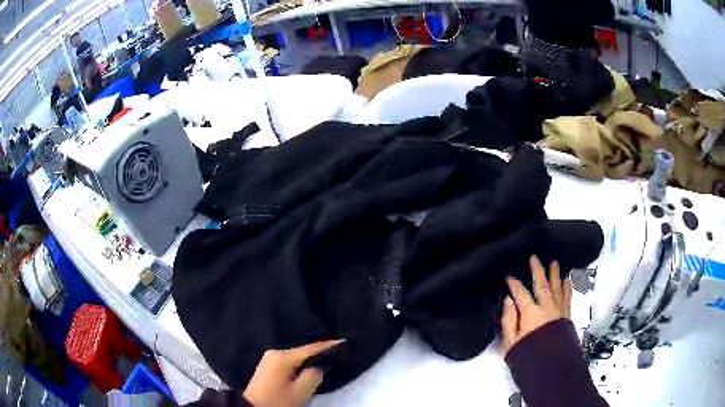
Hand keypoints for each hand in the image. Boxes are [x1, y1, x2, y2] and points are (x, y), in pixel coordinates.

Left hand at [242, 340, 343, 406]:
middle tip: (339, 352)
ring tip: (328, 358)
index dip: (329, 346)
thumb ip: (313, 376)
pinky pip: (290, 360)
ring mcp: (270, 358)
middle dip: (319, 352)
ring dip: (310, 358)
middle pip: (302, 350)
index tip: (345, 341)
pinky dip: (301, 363)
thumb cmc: (277, 401)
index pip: (310, 348)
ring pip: (296, 356)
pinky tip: (310, 366)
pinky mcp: (269, 365)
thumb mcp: (299, 392)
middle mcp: (275, 353)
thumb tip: (318, 367)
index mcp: (282, 357)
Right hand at [501, 255, 571, 354]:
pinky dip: (567, 288)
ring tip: (554, 263)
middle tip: (534, 258)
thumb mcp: (510, 342)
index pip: (520, 293)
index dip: (514, 283)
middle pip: (541, 284)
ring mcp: (558, 311)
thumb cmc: (528, 355)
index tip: (509, 276)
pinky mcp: (566, 316)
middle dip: (537, 270)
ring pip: (557, 287)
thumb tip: (508, 301)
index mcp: (530, 313)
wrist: (550, 367)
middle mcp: (546, 308)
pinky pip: (567, 298)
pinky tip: (566, 281)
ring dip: (554, 274)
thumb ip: (509, 320)